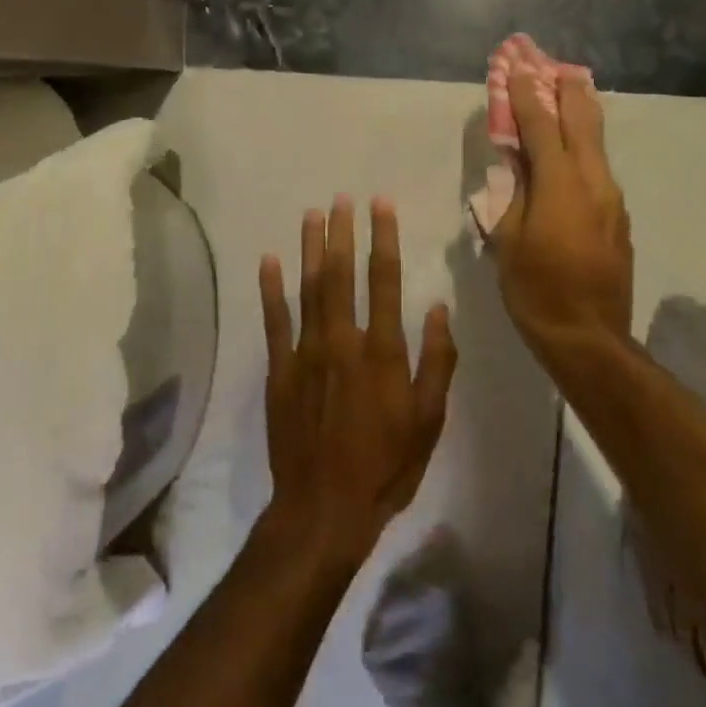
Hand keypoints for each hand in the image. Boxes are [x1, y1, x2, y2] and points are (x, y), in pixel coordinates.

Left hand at [259, 197, 457, 565]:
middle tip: (342, 197)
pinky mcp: (279, 371)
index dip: (383, 238)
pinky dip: (271, 289)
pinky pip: (274, 321)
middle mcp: (343, 341)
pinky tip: (269, 260)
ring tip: (312, 214)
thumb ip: (436, 361)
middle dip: (343, 232)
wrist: (324, 509)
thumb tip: (436, 308)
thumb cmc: (385, 467)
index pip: (385, 280)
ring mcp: (306, 354)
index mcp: (383, 352)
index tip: (381, 205)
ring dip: (311, 249)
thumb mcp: (428, 421)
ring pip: (309, 289)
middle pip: (342, 275)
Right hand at [490, 67, 634, 356]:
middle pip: (582, 121)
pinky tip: (576, 146)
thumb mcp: (508, 240)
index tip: (516, 67)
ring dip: (582, 113)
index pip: (541, 126)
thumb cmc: (536, 290)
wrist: (589, 337)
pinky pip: (600, 168)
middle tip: (556, 63)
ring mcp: (612, 198)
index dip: (526, 95)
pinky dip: (586, 145)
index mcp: (560, 185)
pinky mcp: (619, 216)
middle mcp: (593, 181)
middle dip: (567, 89)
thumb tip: (515, 164)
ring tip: (571, 89)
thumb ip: (512, 194)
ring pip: (597, 142)